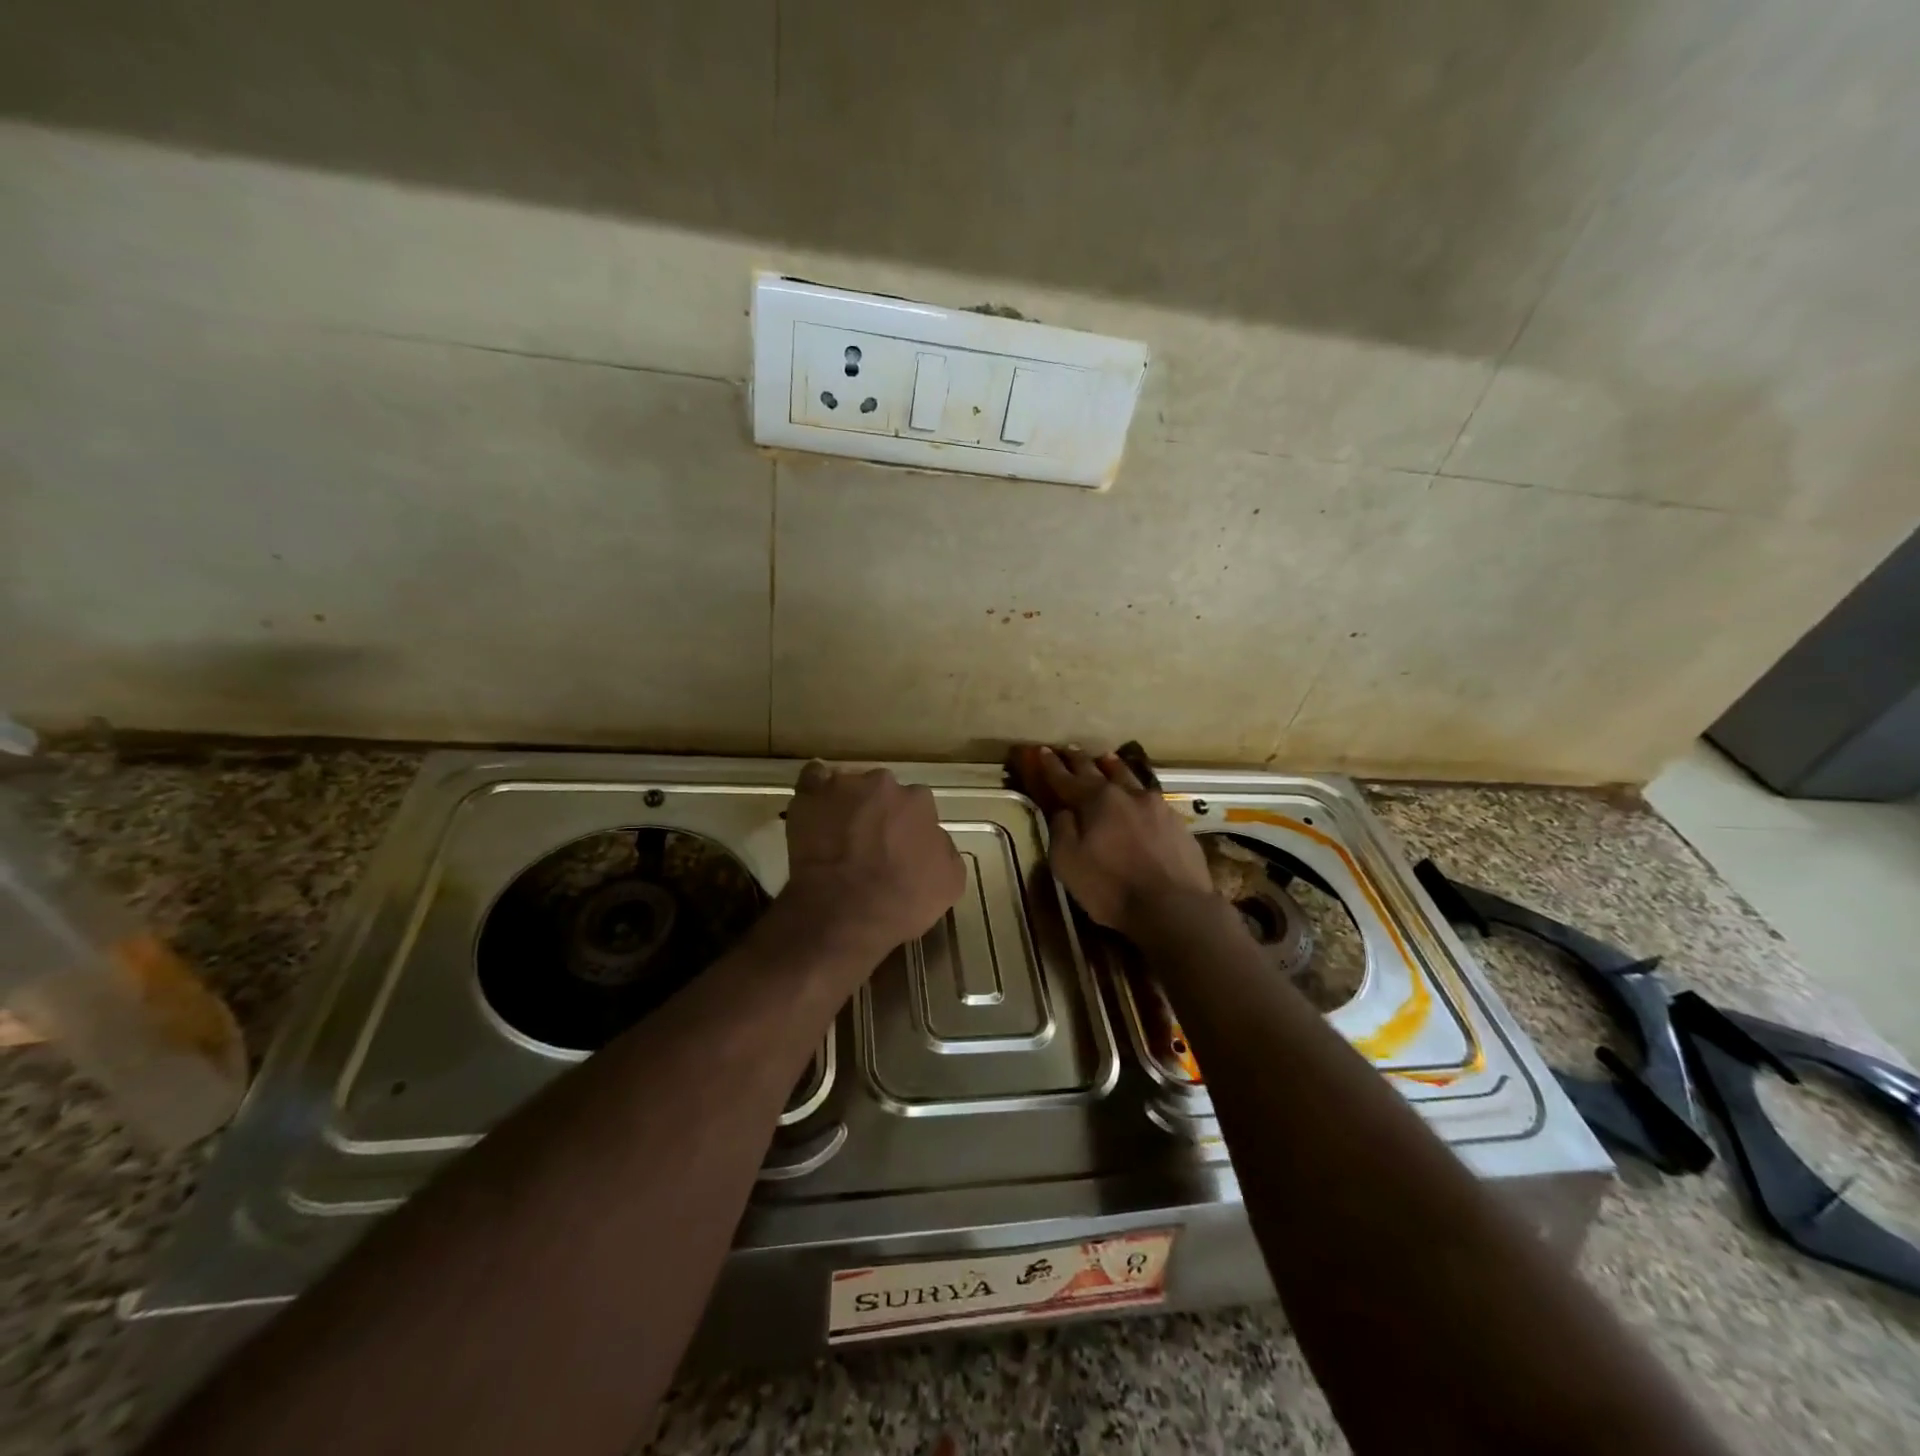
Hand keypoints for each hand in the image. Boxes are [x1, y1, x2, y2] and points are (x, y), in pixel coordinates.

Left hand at [782, 762, 965, 960]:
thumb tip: (932, 836)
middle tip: (869, 842)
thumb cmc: (901, 901)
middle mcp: (883, 784)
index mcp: (918, 801)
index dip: (908, 827)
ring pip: (849, 787)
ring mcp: (843, 786)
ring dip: (847, 804)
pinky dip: (816, 791)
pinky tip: (816, 808)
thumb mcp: (950, 881)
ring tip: (837, 834)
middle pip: (882, 791)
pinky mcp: (810, 795)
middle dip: (878, 811)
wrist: (843, 911)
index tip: (900, 847)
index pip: (917, 805)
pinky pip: (813, 779)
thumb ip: (944, 847)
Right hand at [1029, 746, 1212, 938]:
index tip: (1041, 751)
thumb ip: (1061, 830)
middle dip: (1080, 760)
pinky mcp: (1176, 821)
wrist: (1174, 906)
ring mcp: (1155, 805)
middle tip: (1070, 749)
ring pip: (1129, 777)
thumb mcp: (1068, 863)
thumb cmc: (1112, 887)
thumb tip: (1062, 810)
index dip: (1051, 765)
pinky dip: (1136, 789)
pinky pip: (1150, 795)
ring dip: (1113, 766)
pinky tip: (1139, 793)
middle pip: (1098, 770)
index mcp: (1095, 801)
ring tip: (1106, 758)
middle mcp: (1125, 794)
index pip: (1066, 778)